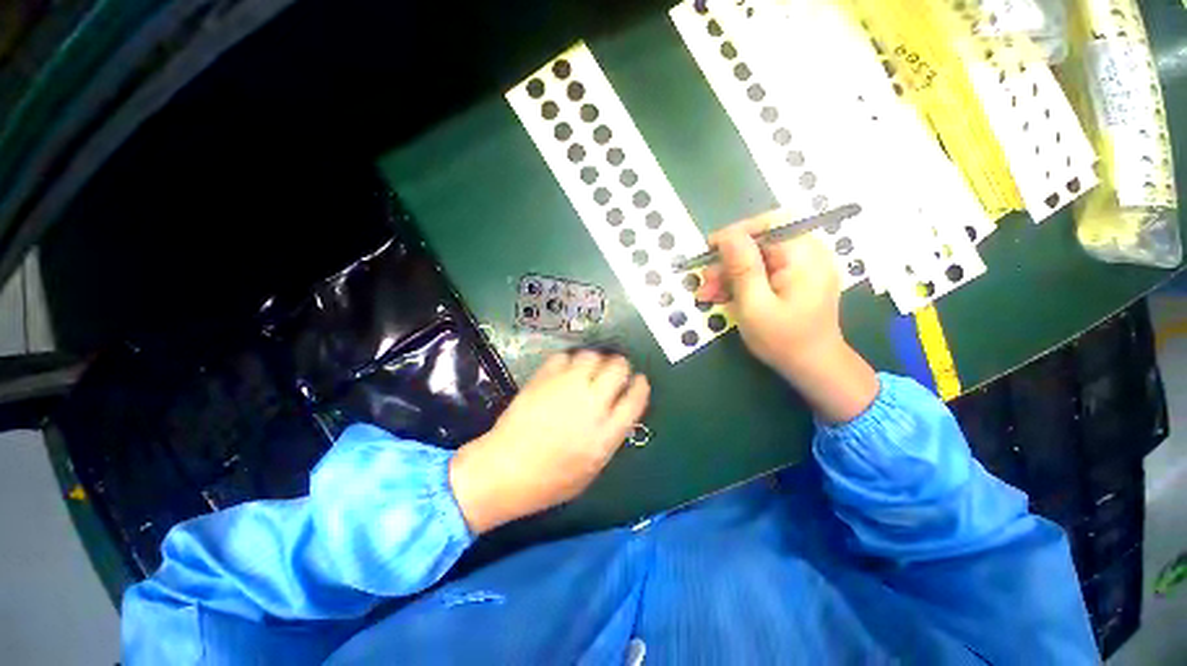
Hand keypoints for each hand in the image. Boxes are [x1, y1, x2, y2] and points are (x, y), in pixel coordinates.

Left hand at [449, 351, 649, 533]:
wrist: (504, 471)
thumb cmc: (549, 481)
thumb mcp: (592, 469)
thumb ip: (610, 437)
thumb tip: (619, 411)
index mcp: (606, 432)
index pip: (636, 397)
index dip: (640, 384)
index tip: (638, 380)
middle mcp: (591, 404)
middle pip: (618, 368)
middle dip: (620, 366)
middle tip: (614, 371)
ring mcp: (566, 387)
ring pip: (592, 356)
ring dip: (595, 360)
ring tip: (589, 369)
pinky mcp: (543, 378)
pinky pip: (564, 356)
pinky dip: (569, 360)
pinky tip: (565, 371)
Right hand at [697, 210, 877, 422]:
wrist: (814, 368)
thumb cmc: (783, 340)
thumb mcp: (755, 305)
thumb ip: (742, 267)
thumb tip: (727, 235)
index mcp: (804, 255)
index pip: (769, 224)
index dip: (735, 233)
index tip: (708, 249)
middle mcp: (808, 253)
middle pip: (761, 242)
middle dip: (728, 260)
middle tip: (705, 281)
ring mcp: (803, 267)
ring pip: (758, 257)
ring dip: (730, 273)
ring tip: (707, 293)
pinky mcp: (796, 279)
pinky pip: (765, 270)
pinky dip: (743, 281)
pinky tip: (723, 296)